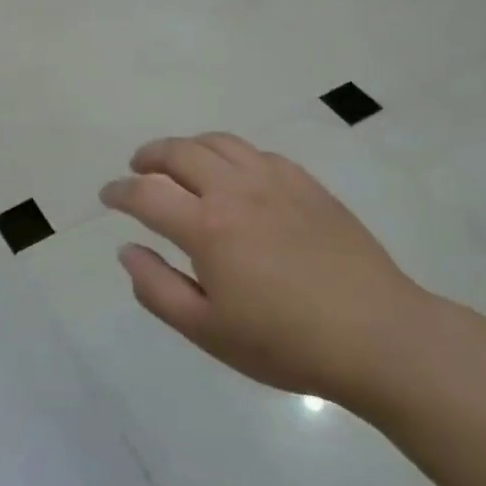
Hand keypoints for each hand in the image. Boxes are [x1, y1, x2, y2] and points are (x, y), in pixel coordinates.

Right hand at [100, 134, 431, 406]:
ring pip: (219, 142)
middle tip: (137, 169)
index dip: (119, 192)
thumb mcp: (207, 330)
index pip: (146, 194)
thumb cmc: (285, 342)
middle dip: (149, 156)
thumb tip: (127, 250)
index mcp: (206, 227)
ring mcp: (275, 181)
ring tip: (179, 162)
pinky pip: (258, 153)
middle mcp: (235, 190)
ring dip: (188, 147)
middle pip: (179, 152)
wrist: (378, 336)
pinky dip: (231, 155)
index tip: (107, 196)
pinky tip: (234, 174)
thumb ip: (157, 288)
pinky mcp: (307, 185)